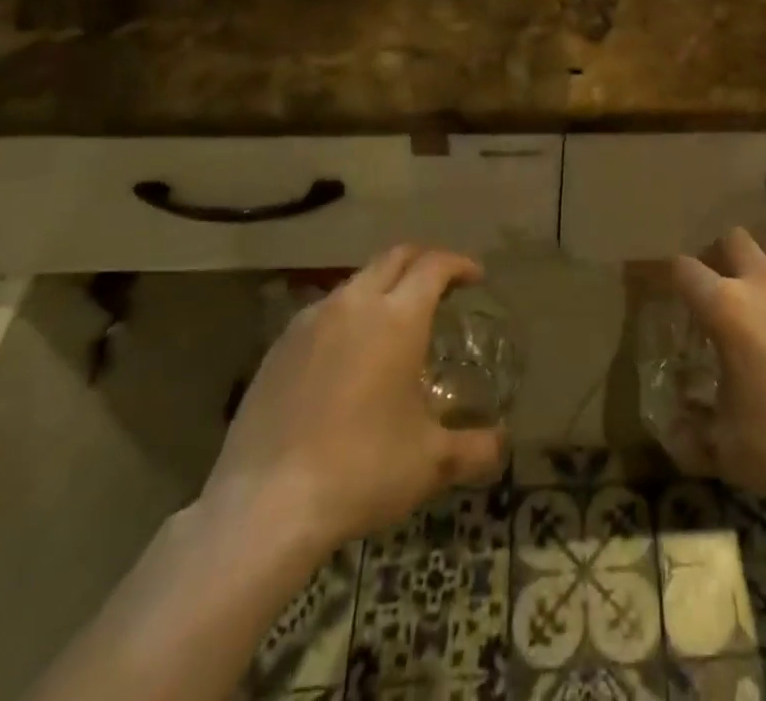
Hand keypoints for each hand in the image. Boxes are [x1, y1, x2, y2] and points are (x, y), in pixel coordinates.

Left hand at [197, 245, 505, 565]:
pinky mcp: (278, 348)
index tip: (475, 277)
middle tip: (441, 283)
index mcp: (398, 317)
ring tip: (395, 319)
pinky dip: (348, 314)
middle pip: (394, 257)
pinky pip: (324, 312)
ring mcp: (310, 322)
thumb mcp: (430, 463)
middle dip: (423, 261)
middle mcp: (355, 304)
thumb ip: (474, 448)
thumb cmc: (361, 470)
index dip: (459, 264)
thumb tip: (502, 445)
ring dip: (383, 286)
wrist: (263, 507)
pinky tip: (348, 353)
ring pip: (356, 281)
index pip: (434, 266)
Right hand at [667, 228, 765, 523]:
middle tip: (718, 293)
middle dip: (719, 258)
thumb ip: (689, 433)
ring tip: (761, 305)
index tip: (671, 296)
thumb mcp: (726, 450)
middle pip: (733, 239)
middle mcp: (765, 284)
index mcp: (728, 308)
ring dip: (759, 268)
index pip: (684, 269)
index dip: (672, 278)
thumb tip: (671, 428)